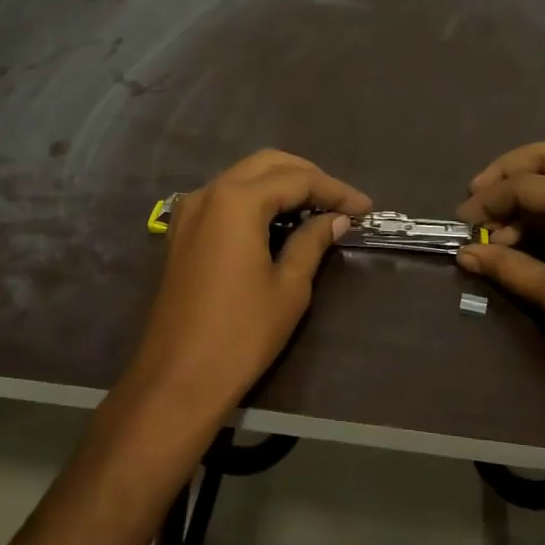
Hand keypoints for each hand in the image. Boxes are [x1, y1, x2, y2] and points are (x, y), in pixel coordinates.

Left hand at [123, 150, 371, 432]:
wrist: (177, 379)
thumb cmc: (241, 334)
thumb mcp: (289, 288)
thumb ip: (312, 242)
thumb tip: (336, 219)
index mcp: (237, 201)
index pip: (297, 180)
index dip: (336, 191)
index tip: (367, 208)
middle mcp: (209, 193)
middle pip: (267, 165)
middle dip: (308, 177)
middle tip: (342, 203)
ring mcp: (190, 211)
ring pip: (244, 177)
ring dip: (281, 185)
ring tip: (317, 209)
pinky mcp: (182, 232)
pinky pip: (224, 198)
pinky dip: (255, 199)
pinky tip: (278, 221)